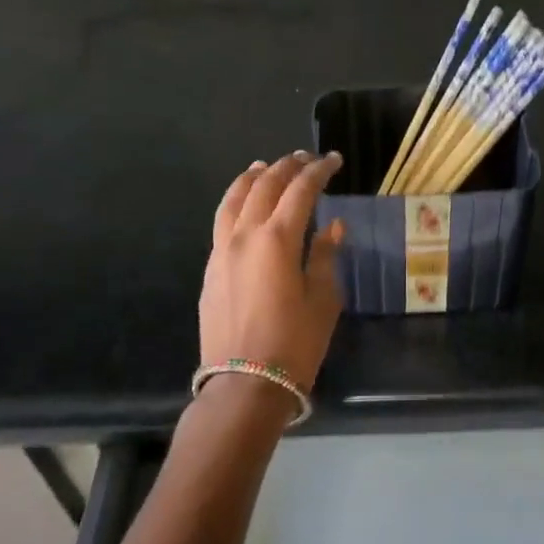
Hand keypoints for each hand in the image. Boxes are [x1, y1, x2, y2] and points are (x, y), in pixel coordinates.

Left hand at [200, 152, 345, 401]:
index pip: (300, 190)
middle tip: (305, 159)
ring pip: (234, 198)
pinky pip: (221, 220)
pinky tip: (244, 205)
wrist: (244, 384)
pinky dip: (235, 201)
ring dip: (253, 178)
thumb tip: (333, 228)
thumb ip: (326, 257)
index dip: (318, 171)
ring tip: (265, 166)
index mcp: (278, 239)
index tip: (333, 160)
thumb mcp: (323, 300)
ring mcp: (221, 250)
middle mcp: (244, 235)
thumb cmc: (294, 344)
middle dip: (287, 167)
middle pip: (265, 186)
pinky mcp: (210, 268)